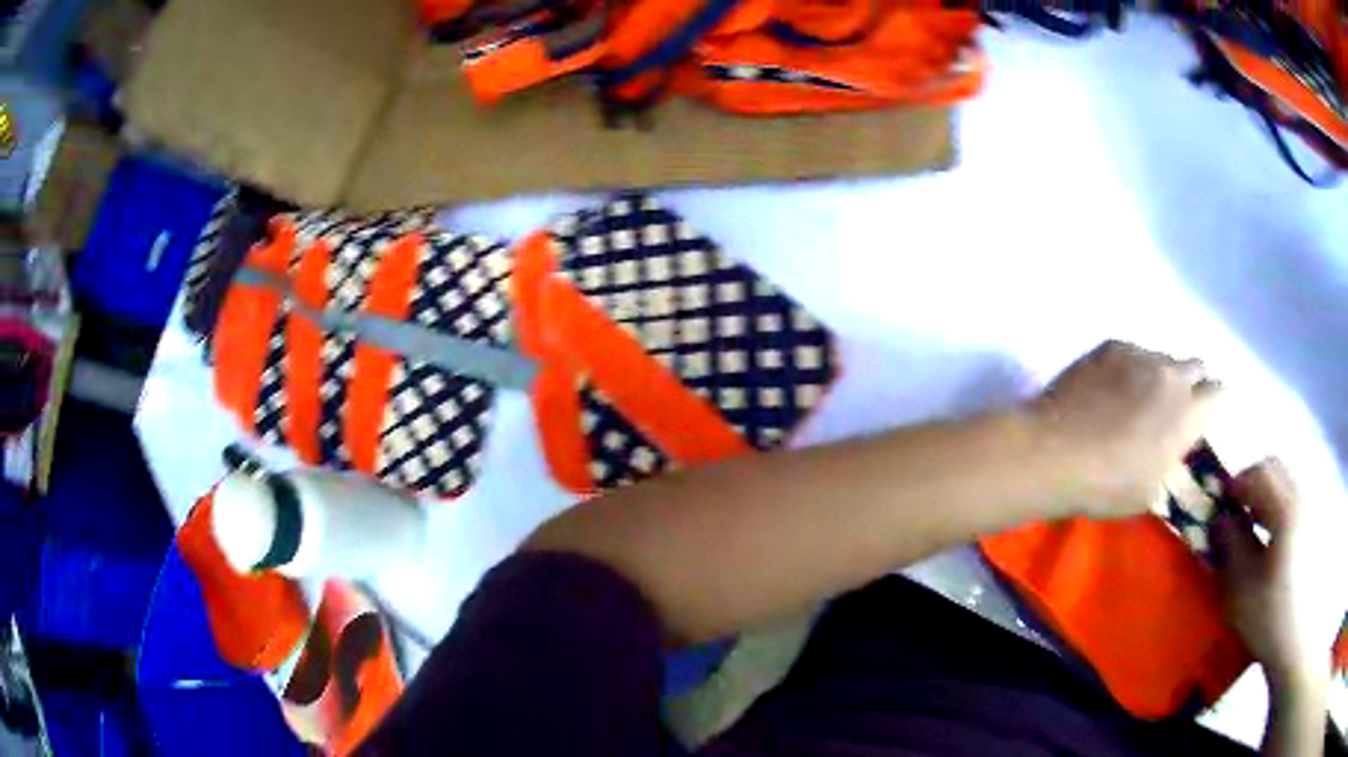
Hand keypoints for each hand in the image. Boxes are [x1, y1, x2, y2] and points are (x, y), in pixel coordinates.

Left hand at [1029, 340, 1219, 517]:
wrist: (1056, 452)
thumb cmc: (1108, 485)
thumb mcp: (1151, 490)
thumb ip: (1172, 458)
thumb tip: (1172, 444)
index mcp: (1189, 412)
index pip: (1218, 394)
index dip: (1211, 405)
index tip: (1201, 417)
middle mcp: (1172, 375)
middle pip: (1195, 367)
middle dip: (1191, 384)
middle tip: (1171, 407)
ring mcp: (1141, 354)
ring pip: (1163, 358)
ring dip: (1158, 376)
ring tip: (1133, 400)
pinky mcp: (1111, 345)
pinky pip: (1132, 353)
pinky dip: (1129, 368)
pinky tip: (1107, 390)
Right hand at [1214, 460, 1346, 691]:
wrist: (1296, 638)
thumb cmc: (1269, 616)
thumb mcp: (1242, 588)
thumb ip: (1231, 547)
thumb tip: (1220, 519)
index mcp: (1285, 508)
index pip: (1259, 473)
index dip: (1236, 484)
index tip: (1220, 507)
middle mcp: (1301, 497)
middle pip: (1275, 470)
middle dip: (1252, 486)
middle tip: (1235, 516)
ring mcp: (1310, 510)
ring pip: (1284, 485)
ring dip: (1265, 498)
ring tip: (1252, 531)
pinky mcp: (1314, 525)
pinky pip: (1293, 502)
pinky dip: (1278, 510)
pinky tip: (1271, 542)